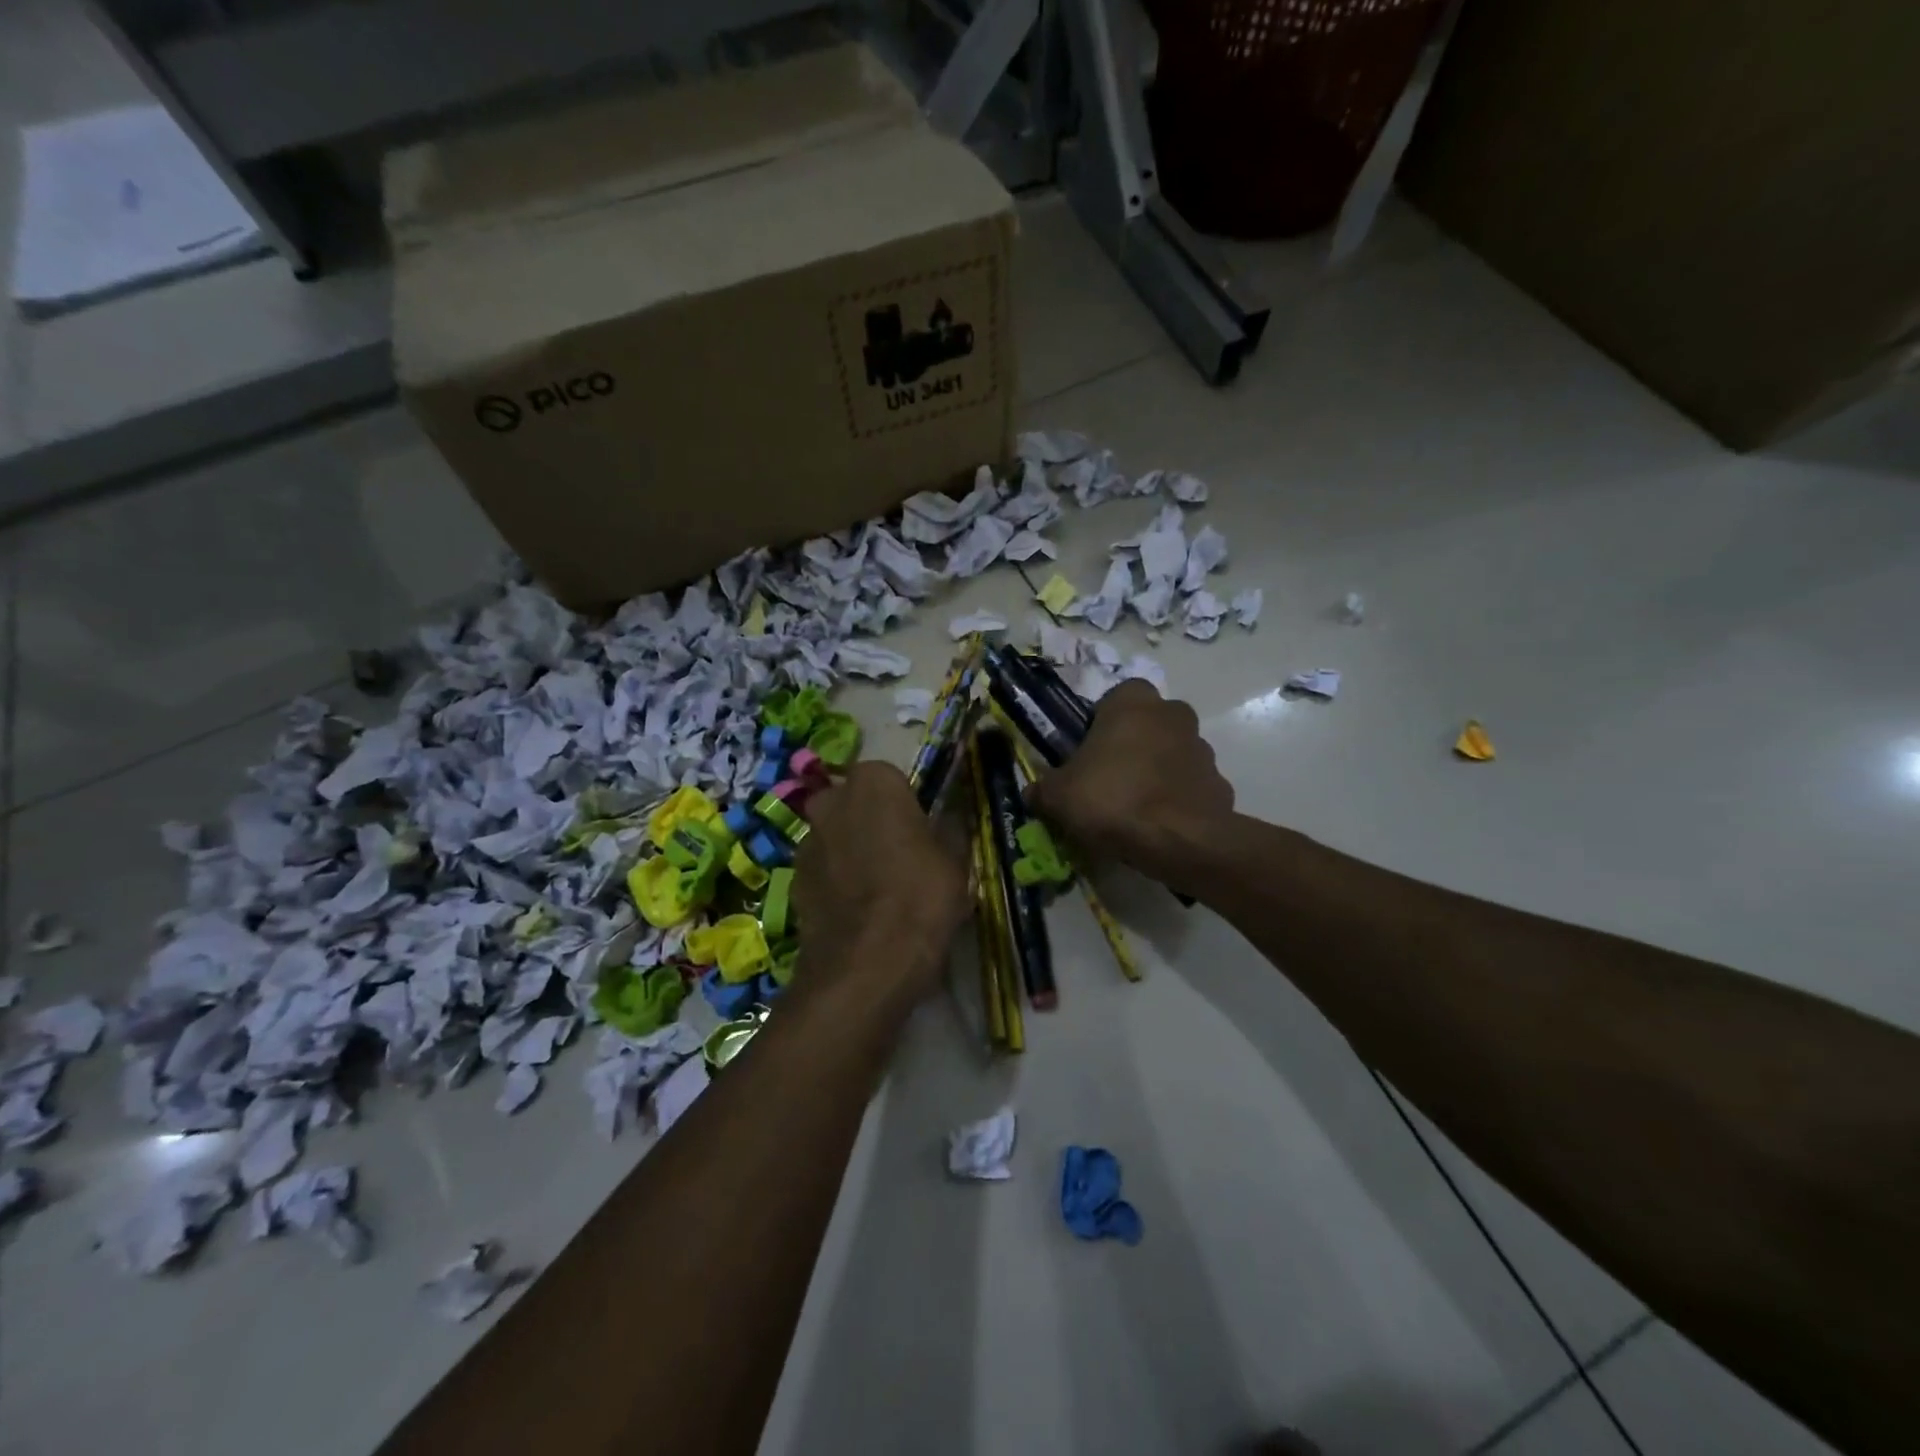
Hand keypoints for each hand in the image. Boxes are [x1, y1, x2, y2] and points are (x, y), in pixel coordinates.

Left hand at [793, 762, 967, 1015]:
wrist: (865, 966)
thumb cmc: (921, 897)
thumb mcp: (956, 860)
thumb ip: (951, 827)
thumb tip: (951, 814)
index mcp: (874, 782)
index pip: (890, 777)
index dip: (906, 804)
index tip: (922, 830)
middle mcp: (832, 801)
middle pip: (854, 803)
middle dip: (871, 821)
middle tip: (900, 855)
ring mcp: (807, 841)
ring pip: (834, 836)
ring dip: (851, 850)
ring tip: (879, 889)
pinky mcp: (793, 881)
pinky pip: (822, 870)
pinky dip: (836, 882)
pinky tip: (858, 912)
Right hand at [1026, 681, 1233, 883]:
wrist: (1179, 841)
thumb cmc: (1112, 800)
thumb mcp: (1058, 796)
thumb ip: (1043, 788)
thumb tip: (1034, 792)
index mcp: (1133, 703)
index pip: (1117, 696)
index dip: (1102, 721)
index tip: (1089, 751)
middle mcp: (1174, 715)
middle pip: (1149, 723)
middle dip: (1134, 744)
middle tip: (1110, 779)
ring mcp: (1203, 749)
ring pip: (1173, 753)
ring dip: (1157, 771)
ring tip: (1135, 808)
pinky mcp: (1220, 784)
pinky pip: (1191, 786)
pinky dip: (1178, 800)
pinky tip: (1160, 826)